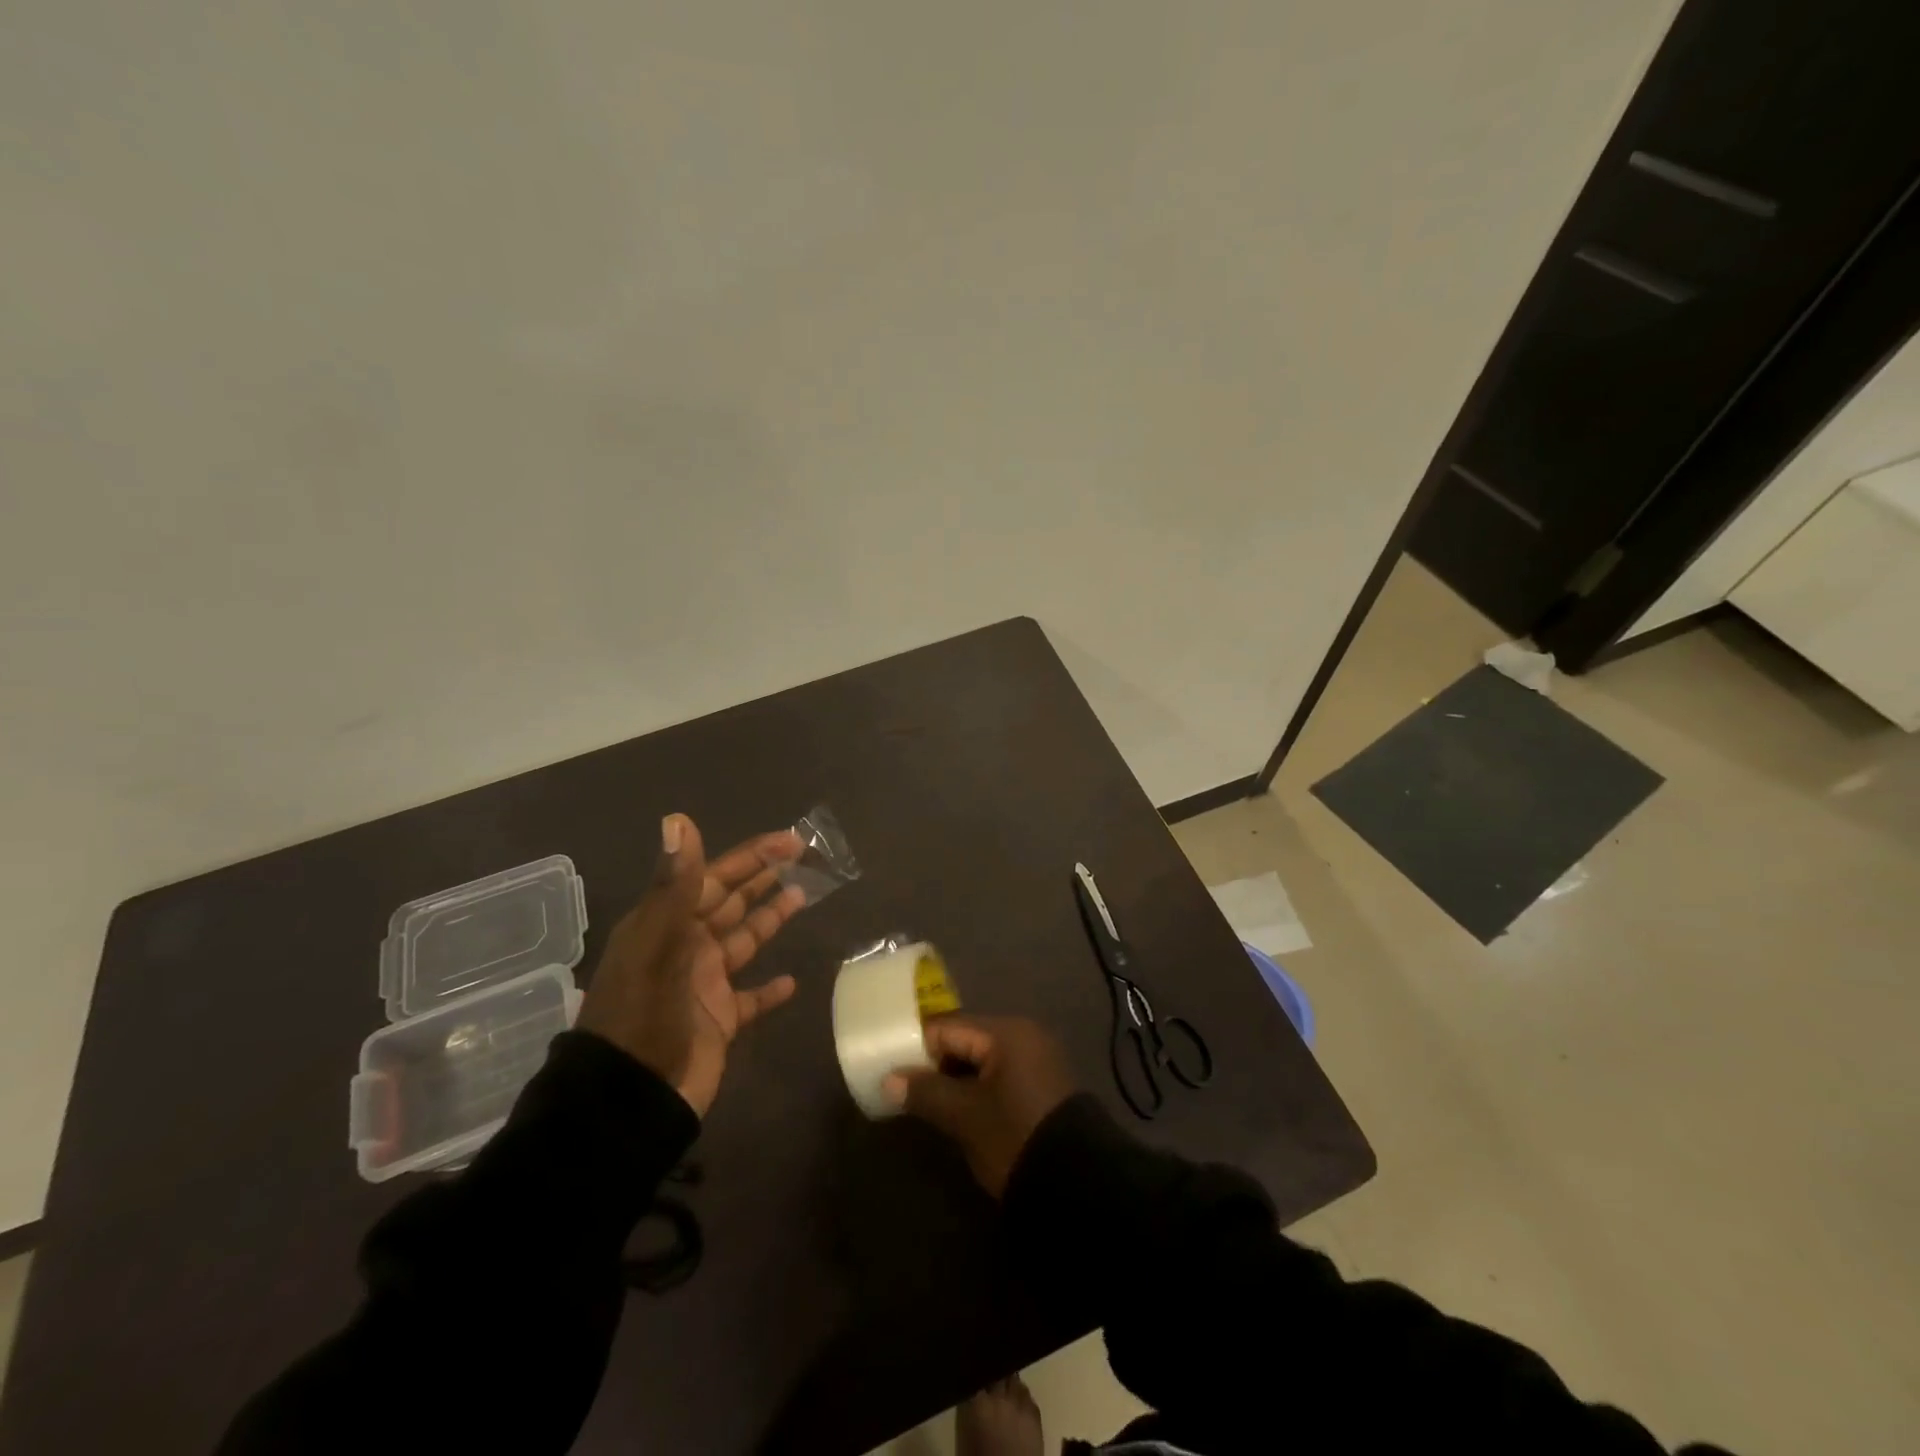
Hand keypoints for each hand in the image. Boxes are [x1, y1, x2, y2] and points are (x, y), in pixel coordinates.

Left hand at [578, 814, 806, 1116]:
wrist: (629, 1100)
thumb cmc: (643, 1015)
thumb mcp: (656, 945)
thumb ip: (675, 884)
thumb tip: (679, 819)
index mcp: (667, 925)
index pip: (714, 878)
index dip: (751, 856)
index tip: (789, 842)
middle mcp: (686, 948)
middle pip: (730, 904)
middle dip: (762, 880)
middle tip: (803, 860)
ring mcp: (703, 985)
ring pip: (743, 941)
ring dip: (769, 919)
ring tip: (802, 898)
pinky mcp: (719, 1021)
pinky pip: (750, 998)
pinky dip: (768, 990)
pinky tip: (790, 981)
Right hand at [885, 1015, 1075, 1196]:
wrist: (1078, 1186)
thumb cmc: (1014, 1137)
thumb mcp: (965, 1116)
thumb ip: (925, 1092)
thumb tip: (888, 1079)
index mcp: (1006, 1032)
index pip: (948, 1027)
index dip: (916, 1047)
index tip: (889, 1068)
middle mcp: (1023, 1035)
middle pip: (965, 1040)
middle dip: (934, 1064)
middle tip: (903, 1089)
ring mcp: (1036, 1060)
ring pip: (980, 1060)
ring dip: (954, 1079)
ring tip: (923, 1102)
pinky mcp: (1041, 1086)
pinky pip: (997, 1075)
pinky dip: (975, 1088)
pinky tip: (956, 1110)